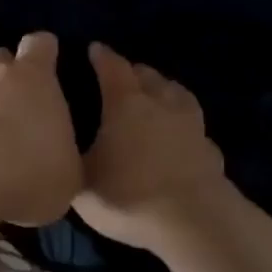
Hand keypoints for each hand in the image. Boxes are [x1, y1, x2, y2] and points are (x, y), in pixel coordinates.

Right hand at [73, 43, 228, 250]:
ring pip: (176, 92)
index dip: (101, 56)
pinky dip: (183, 123)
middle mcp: (159, 102)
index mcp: (125, 103)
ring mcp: (190, 123)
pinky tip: (179, 135)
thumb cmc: (129, 197)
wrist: (193, 222)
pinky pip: (193, 125)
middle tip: (119, 77)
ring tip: (153, 96)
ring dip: (162, 89)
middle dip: (132, 72)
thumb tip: (62, 147)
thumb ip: (71, 160)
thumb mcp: (83, 184)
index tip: (94, 49)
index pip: (112, 67)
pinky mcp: (210, 147)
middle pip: (147, 75)